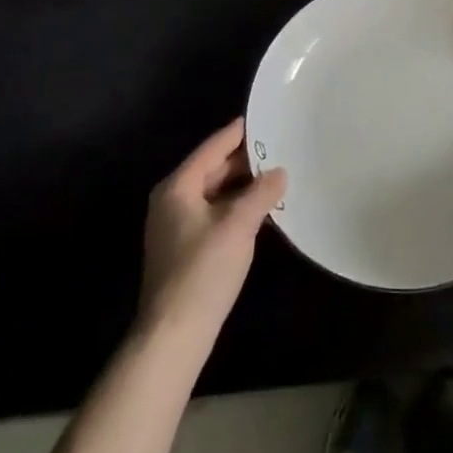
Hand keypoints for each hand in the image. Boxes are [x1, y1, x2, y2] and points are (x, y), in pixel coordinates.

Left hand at [137, 118, 286, 346]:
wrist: (173, 335)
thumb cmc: (203, 271)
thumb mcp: (238, 225)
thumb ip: (261, 193)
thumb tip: (279, 171)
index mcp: (178, 186)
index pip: (213, 147)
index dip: (239, 132)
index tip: (265, 117)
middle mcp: (172, 200)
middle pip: (212, 168)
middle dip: (245, 160)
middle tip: (280, 146)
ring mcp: (175, 226)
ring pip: (214, 192)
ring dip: (242, 185)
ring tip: (276, 174)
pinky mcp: (184, 248)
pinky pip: (213, 212)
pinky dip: (235, 206)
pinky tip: (260, 209)